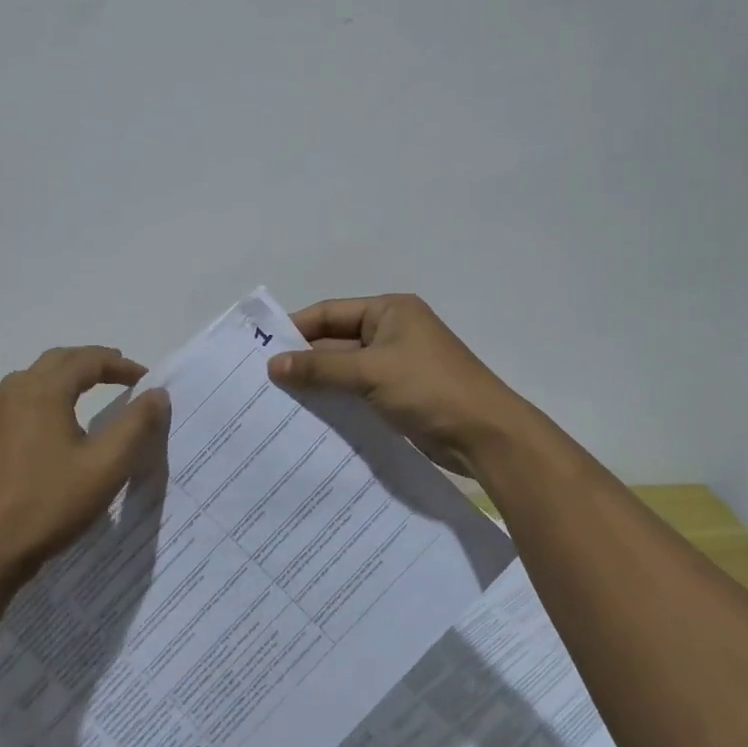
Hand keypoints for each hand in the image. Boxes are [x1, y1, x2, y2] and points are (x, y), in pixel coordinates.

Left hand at [0, 346, 170, 586]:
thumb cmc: (47, 504)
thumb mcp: (106, 466)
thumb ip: (136, 424)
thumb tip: (157, 393)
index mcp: (43, 390)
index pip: (88, 359)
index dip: (121, 365)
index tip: (146, 381)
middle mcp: (14, 393)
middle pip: (58, 361)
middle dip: (92, 363)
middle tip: (121, 375)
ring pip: (35, 381)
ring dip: (66, 379)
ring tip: (91, 393)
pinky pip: (20, 406)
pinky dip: (46, 401)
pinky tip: (53, 429)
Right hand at [267, 295, 531, 473]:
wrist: (485, 435)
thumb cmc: (429, 389)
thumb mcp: (371, 372)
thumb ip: (321, 367)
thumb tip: (273, 364)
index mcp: (389, 311)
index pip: (331, 312)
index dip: (296, 328)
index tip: (262, 349)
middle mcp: (392, 331)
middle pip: (337, 340)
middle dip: (304, 360)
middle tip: (264, 381)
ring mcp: (397, 364)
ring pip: (346, 368)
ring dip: (318, 382)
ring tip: (278, 401)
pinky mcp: (400, 394)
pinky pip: (359, 391)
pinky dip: (337, 399)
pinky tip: (310, 416)